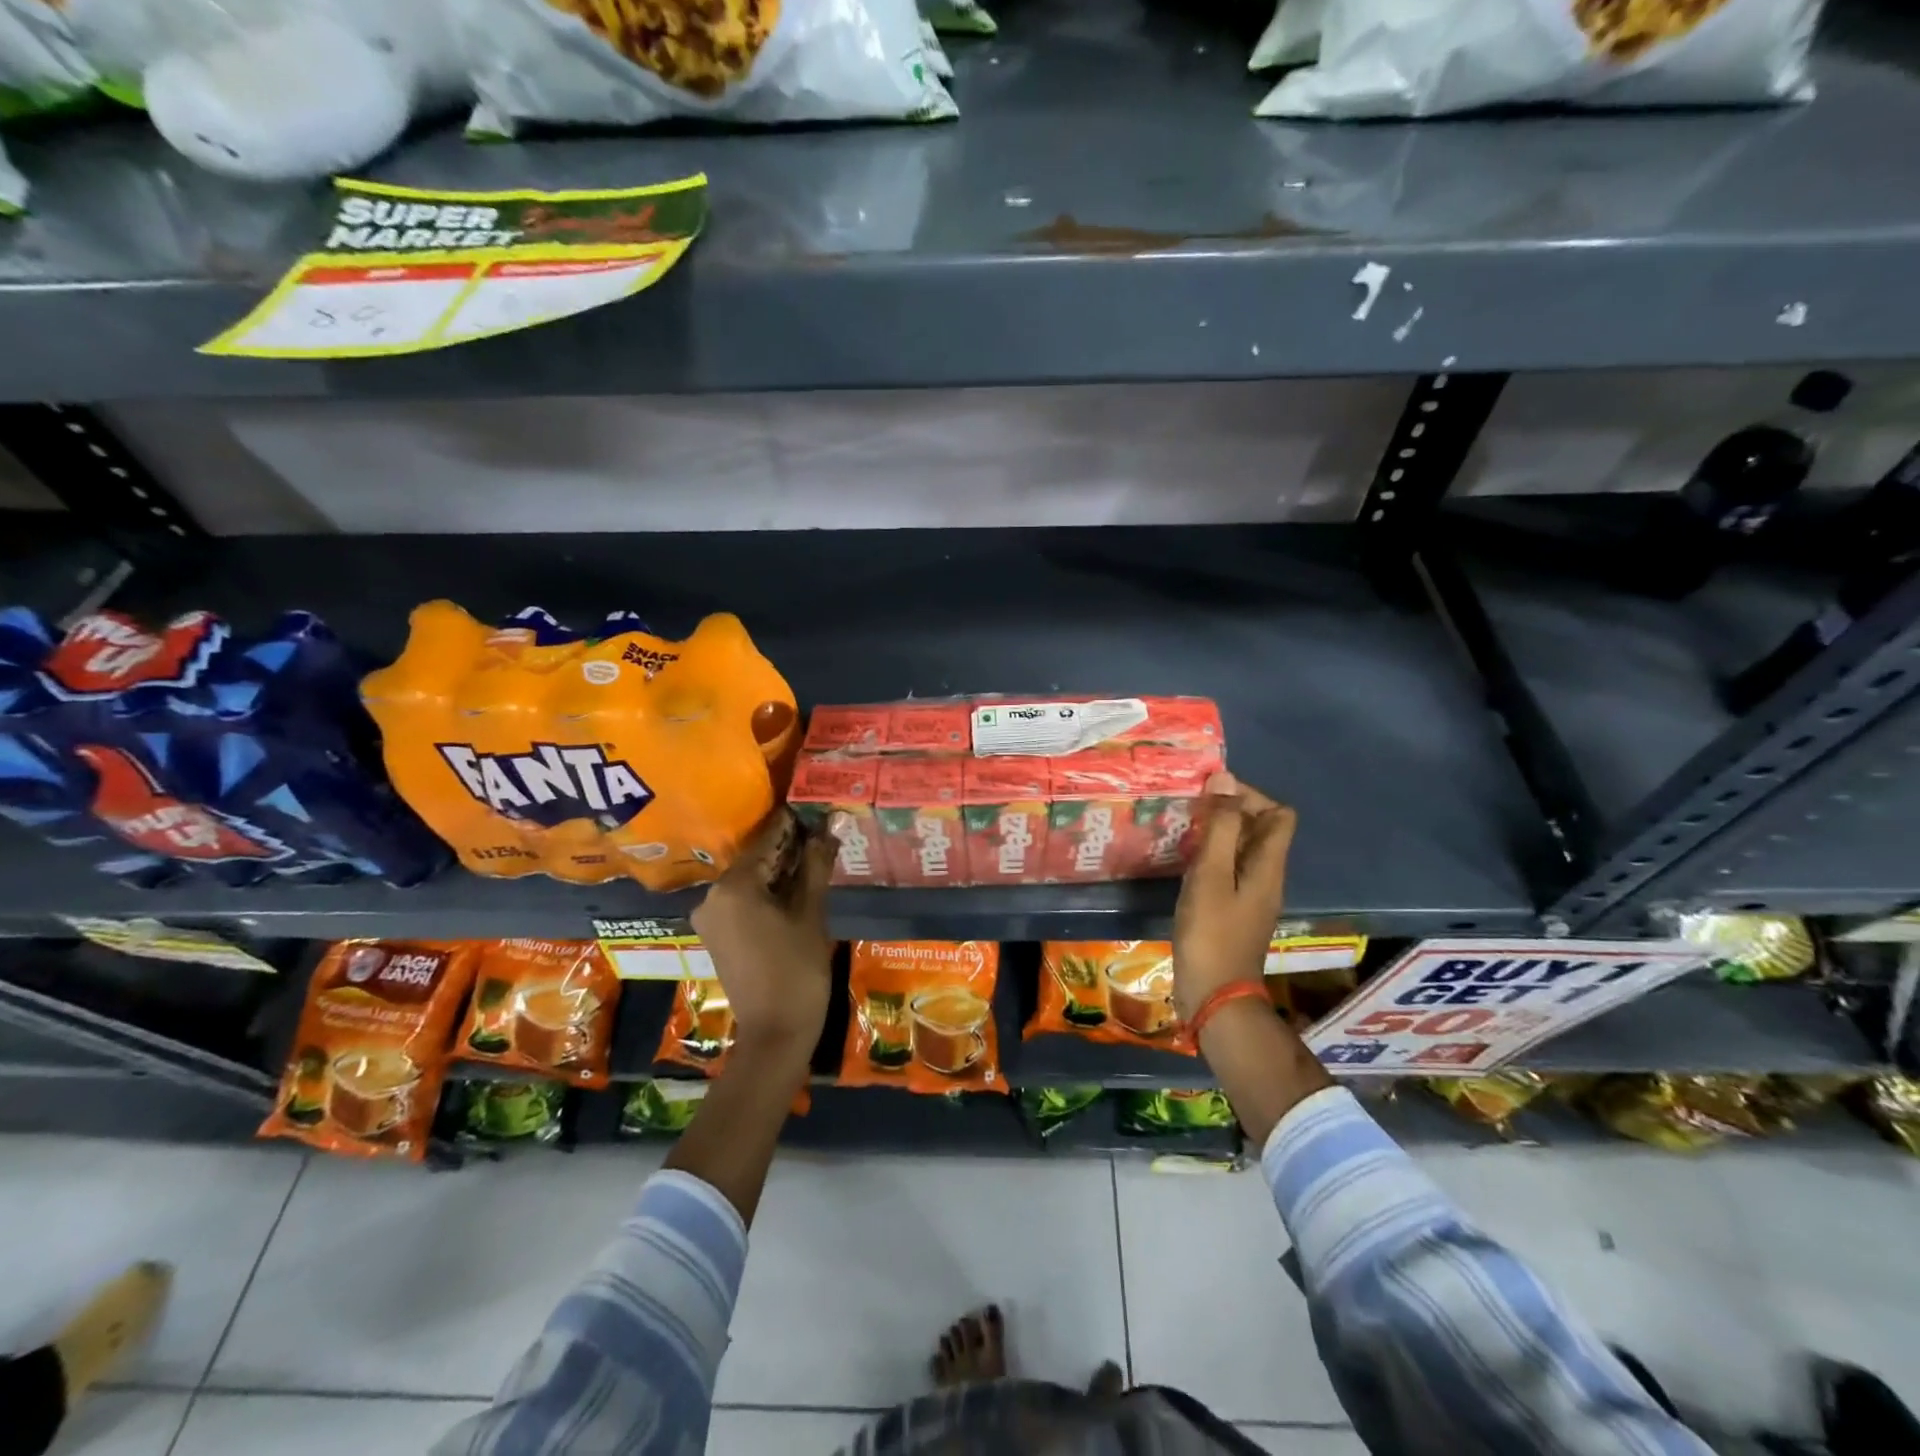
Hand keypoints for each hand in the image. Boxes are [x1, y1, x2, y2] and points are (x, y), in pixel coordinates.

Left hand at [690, 808, 835, 1055]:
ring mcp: (711, 916)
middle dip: (789, 845)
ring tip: (816, 854)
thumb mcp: (811, 913)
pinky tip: (797, 884)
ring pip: (750, 878)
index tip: (815, 805)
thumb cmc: (797, 970)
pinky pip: (744, 898)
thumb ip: (816, 864)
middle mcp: (712, 895)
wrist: (775, 1033)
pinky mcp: (717, 933)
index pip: (767, 839)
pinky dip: (768, 889)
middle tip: (823, 830)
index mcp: (733, 886)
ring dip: (780, 867)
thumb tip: (831, 824)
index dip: (793, 823)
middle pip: (756, 857)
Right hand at [1172, 772, 1296, 1022]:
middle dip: (1230, 812)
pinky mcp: (1234, 912)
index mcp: (1268, 866)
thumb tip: (1226, 779)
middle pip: (1261, 830)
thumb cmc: (1211, 933)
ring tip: (1183, 830)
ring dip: (1218, 834)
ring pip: (1242, 850)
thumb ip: (1220, 827)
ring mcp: (1251, 897)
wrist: (1215, 996)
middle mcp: (1266, 877)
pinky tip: (1184, 863)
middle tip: (1191, 809)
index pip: (1279, 815)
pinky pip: (1229, 870)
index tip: (1213, 796)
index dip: (1250, 796)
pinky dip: (1211, 858)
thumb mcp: (1211, 875)